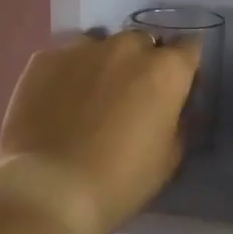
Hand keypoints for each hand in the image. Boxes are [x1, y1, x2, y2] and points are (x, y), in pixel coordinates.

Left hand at [0, 29, 200, 233]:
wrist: (49, 190)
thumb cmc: (121, 181)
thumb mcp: (170, 158)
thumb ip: (178, 121)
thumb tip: (173, 107)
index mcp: (165, 70)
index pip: (190, 48)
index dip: (185, 67)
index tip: (178, 87)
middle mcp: (126, 47)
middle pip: (143, 43)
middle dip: (142, 62)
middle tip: (131, 96)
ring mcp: (80, 49)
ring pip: (101, 45)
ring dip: (103, 64)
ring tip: (91, 97)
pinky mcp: (43, 59)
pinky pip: (64, 59)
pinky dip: (67, 75)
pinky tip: (57, 103)